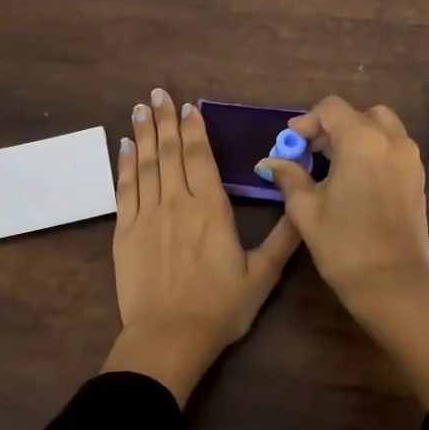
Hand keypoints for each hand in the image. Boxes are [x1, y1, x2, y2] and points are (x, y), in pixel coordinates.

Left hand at [105, 87, 300, 402]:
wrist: (169, 337)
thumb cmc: (221, 308)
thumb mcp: (262, 275)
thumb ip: (284, 238)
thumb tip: (304, 205)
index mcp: (211, 209)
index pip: (201, 157)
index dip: (194, 129)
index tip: (187, 106)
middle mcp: (177, 202)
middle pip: (171, 152)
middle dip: (165, 120)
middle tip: (157, 92)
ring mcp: (147, 215)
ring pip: (146, 164)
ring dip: (144, 134)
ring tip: (139, 108)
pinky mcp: (124, 232)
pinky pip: (124, 189)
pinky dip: (125, 165)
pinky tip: (125, 147)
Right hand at [258, 95, 428, 406]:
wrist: (392, 283)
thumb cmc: (344, 244)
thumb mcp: (306, 209)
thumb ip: (289, 177)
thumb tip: (270, 161)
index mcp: (362, 140)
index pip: (332, 109)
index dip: (307, 121)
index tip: (292, 144)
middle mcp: (392, 140)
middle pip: (360, 114)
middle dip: (333, 127)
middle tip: (312, 153)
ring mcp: (410, 159)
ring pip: (382, 129)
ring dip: (356, 138)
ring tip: (332, 168)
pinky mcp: (417, 179)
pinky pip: (393, 149)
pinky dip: (373, 152)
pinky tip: (354, 181)